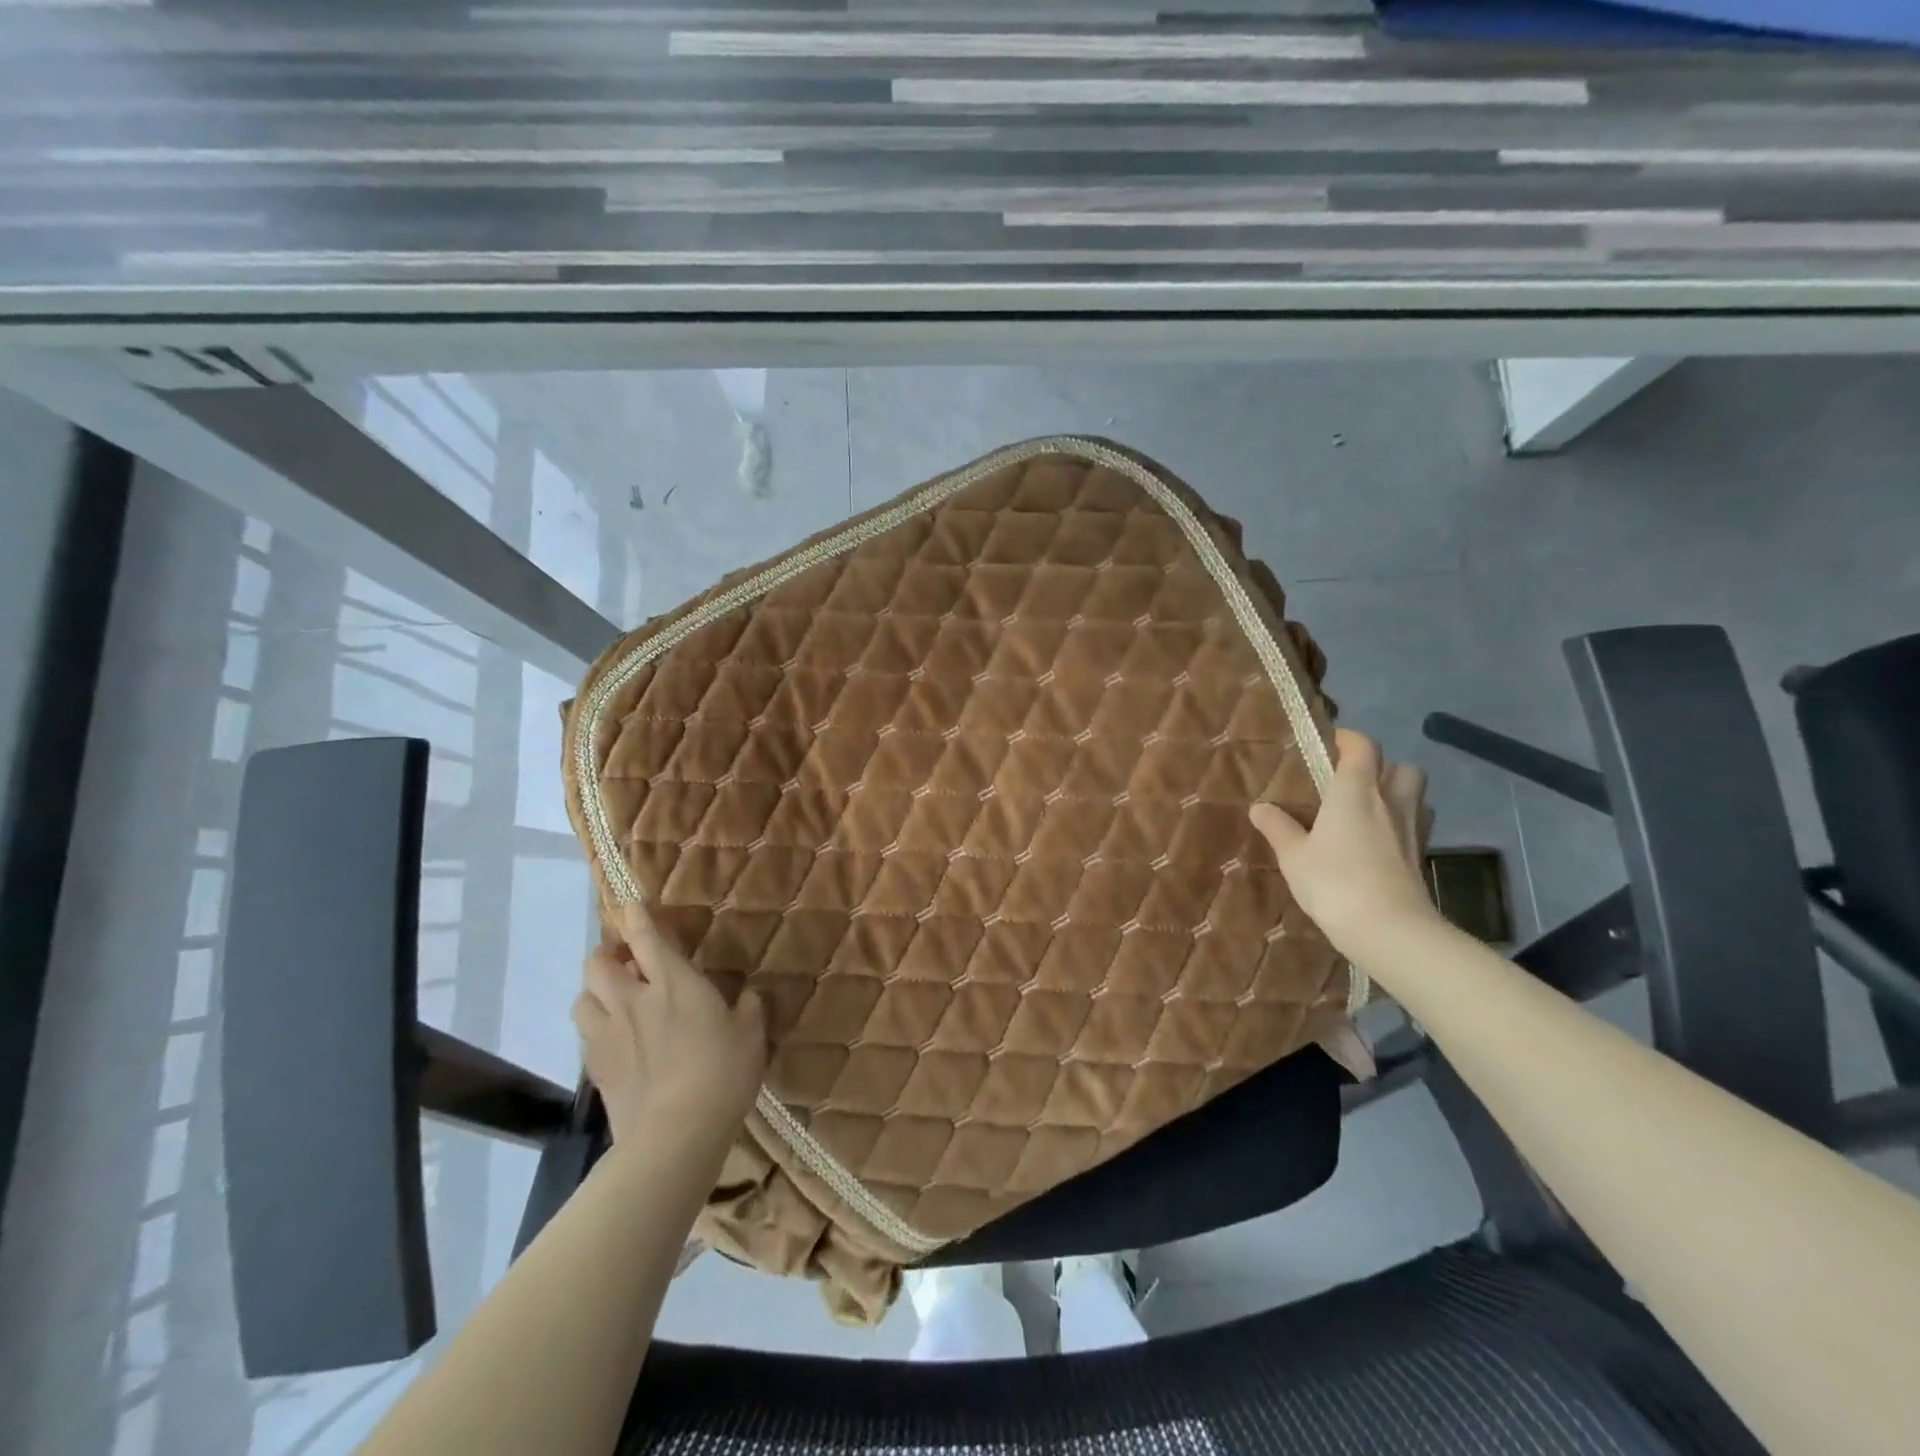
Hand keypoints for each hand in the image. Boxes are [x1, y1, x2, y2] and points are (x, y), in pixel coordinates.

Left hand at [572, 901, 767, 1146]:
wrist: (675, 1134)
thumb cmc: (722, 1073)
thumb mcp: (751, 1034)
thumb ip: (748, 1007)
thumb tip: (747, 995)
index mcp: (673, 982)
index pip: (645, 936)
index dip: (636, 916)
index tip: (631, 904)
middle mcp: (633, 1000)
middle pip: (598, 963)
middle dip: (607, 953)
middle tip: (626, 960)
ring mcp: (608, 1035)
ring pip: (582, 997)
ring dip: (596, 991)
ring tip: (614, 998)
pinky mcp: (596, 1069)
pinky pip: (585, 1035)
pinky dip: (595, 1027)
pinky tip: (613, 1038)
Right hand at [1249, 728, 1438, 953]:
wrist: (1390, 930)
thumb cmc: (1335, 882)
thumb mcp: (1293, 856)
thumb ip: (1277, 827)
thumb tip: (1260, 807)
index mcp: (1355, 791)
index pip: (1362, 746)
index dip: (1348, 739)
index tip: (1329, 743)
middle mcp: (1390, 801)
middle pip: (1402, 767)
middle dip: (1383, 767)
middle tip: (1354, 782)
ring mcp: (1412, 830)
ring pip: (1416, 796)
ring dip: (1398, 795)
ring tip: (1369, 811)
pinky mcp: (1422, 857)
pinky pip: (1417, 826)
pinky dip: (1402, 825)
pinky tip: (1380, 844)